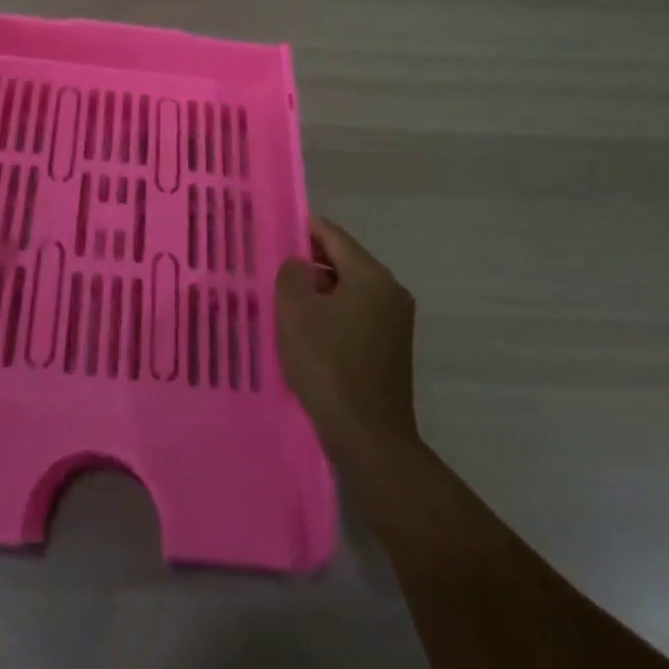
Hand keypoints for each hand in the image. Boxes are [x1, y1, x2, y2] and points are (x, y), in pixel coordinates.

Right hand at [275, 217, 418, 461]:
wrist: (369, 439)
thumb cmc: (328, 365)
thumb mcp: (295, 311)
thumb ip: (291, 274)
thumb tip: (298, 264)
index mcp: (371, 275)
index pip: (332, 234)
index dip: (301, 229)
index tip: (273, 233)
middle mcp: (390, 291)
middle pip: (343, 261)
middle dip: (308, 263)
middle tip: (273, 269)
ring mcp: (395, 322)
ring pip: (349, 290)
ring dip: (319, 292)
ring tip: (284, 301)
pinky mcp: (392, 348)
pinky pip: (357, 315)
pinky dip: (333, 314)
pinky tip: (307, 331)